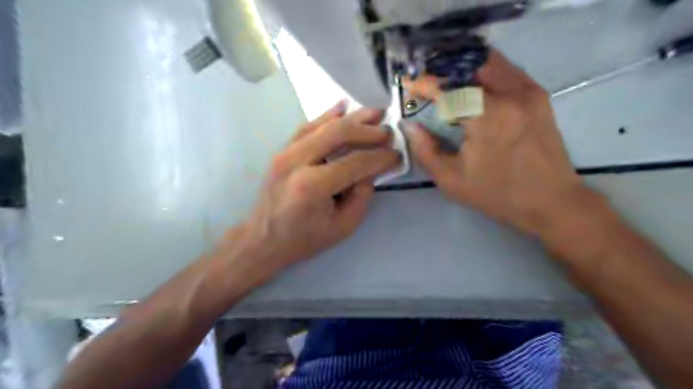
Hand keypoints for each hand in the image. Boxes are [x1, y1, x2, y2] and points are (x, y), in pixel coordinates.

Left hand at [240, 103, 397, 276]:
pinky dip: (327, 115)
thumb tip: (372, 168)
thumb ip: (362, 195)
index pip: (356, 163)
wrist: (264, 239)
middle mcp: (296, 161)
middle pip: (339, 133)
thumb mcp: (343, 226)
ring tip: (375, 113)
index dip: (380, 157)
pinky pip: (307, 126)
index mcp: (312, 186)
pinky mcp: (281, 150)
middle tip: (388, 132)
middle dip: (368, 131)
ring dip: (352, 118)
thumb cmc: (305, 238)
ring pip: (323, 125)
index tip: (397, 155)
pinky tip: (343, 107)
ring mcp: (285, 152)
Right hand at [407, 49, 589, 234]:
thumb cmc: (498, 194)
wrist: (551, 201)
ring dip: (465, 68)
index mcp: (488, 117)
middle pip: (471, 65)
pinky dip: (486, 72)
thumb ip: (425, 151)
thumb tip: (409, 126)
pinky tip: (474, 86)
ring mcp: (529, 92)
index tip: (409, 86)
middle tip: (428, 82)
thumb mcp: (452, 180)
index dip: (424, 83)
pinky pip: (508, 71)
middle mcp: (511, 94)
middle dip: (444, 70)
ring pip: (491, 62)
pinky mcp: (539, 96)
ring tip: (447, 81)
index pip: (449, 88)